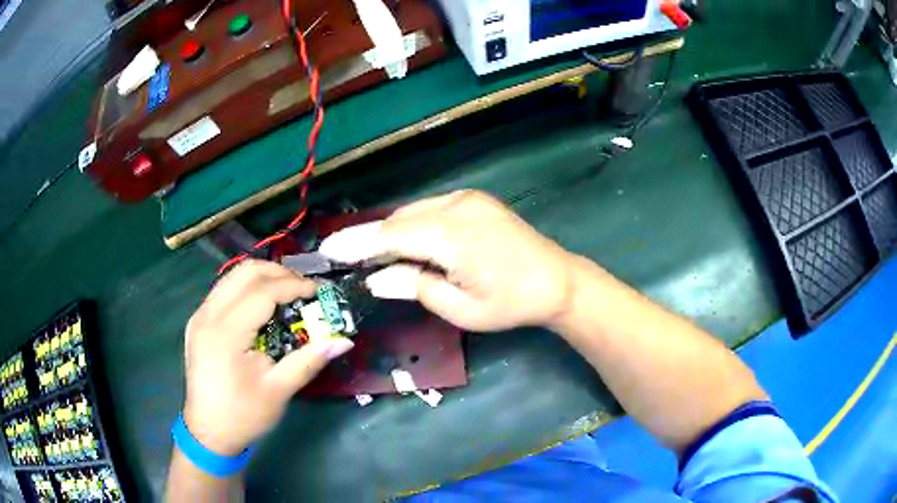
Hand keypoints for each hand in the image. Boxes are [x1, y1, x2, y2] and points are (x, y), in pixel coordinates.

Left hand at [182, 260, 353, 455]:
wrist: (208, 432)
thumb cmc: (244, 415)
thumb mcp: (279, 391)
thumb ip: (309, 360)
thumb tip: (343, 341)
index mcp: (226, 333)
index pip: (263, 291)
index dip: (294, 286)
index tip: (320, 292)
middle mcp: (208, 315)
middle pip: (245, 272)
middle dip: (280, 273)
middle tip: (305, 289)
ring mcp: (199, 316)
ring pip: (232, 276)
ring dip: (263, 277)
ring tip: (288, 293)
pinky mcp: (198, 321)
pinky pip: (224, 290)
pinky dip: (247, 288)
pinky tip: (263, 306)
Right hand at [318, 190, 575, 330]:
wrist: (557, 280)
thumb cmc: (510, 303)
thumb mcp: (460, 308)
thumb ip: (415, 287)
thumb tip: (375, 278)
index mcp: (451, 236)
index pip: (390, 236)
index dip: (357, 243)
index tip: (328, 249)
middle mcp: (456, 207)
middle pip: (399, 220)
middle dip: (369, 237)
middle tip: (342, 253)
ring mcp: (468, 199)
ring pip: (414, 212)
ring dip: (391, 231)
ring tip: (370, 252)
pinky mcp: (475, 200)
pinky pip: (431, 209)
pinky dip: (413, 224)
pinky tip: (406, 241)